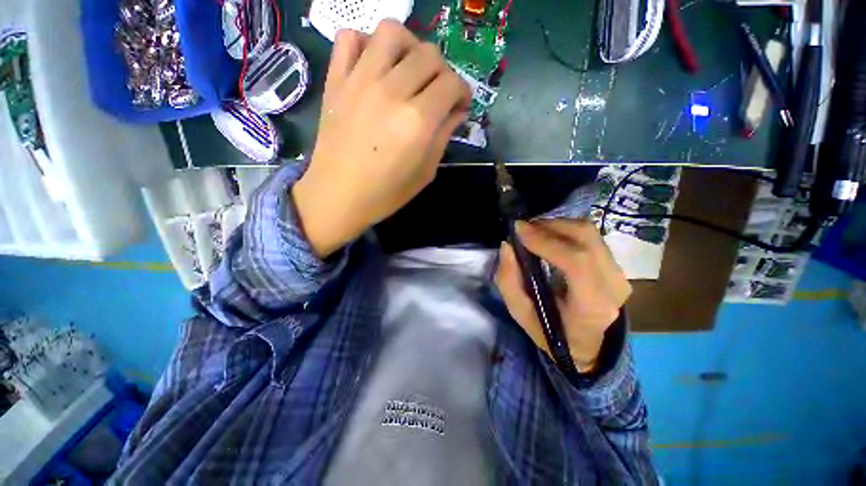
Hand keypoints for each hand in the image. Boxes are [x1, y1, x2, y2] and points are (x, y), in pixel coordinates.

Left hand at [293, 21, 471, 257]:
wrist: (338, 196)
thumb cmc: (386, 193)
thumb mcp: (425, 172)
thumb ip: (444, 136)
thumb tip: (457, 111)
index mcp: (417, 121)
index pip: (452, 84)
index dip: (463, 92)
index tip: (460, 104)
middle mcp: (392, 91)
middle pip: (429, 54)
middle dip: (442, 72)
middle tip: (438, 92)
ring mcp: (360, 81)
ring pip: (392, 32)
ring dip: (409, 46)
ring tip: (409, 70)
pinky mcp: (336, 80)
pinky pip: (349, 38)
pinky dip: (366, 44)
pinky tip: (374, 66)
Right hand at [495, 220, 631, 371]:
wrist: (587, 345)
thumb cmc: (550, 332)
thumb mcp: (520, 313)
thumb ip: (509, 280)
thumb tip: (508, 245)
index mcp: (591, 306)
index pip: (576, 262)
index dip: (546, 241)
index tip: (519, 230)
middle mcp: (613, 286)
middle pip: (586, 239)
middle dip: (549, 226)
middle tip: (524, 228)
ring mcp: (619, 274)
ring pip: (589, 233)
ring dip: (557, 225)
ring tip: (534, 231)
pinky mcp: (616, 266)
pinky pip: (591, 237)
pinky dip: (566, 231)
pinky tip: (549, 237)